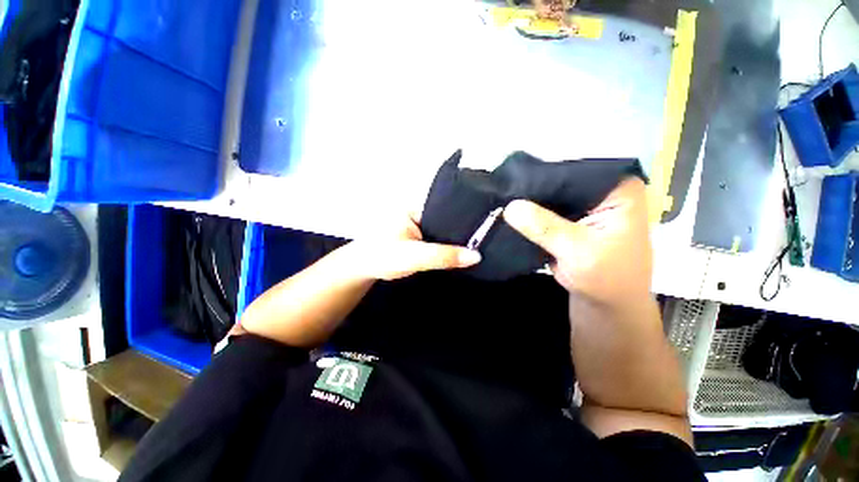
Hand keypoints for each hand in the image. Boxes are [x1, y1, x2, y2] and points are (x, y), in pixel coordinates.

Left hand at [347, 212, 481, 280]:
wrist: (362, 269)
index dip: (468, 213)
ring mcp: (418, 220)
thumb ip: (443, 256)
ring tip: (480, 241)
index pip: (448, 204)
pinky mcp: (417, 232)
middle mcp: (418, 208)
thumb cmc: (382, 257)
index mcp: (415, 205)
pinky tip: (460, 248)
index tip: (490, 223)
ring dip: (455, 236)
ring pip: (443, 227)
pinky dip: (447, 242)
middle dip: (464, 227)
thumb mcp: (414, 256)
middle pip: (448, 215)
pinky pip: (437, 234)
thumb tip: (476, 256)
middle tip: (488, 236)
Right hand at [503, 178, 651, 305]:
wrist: (606, 305)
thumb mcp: (577, 251)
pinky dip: (528, 215)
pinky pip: (544, 211)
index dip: (544, 173)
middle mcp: (600, 192)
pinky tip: (509, 213)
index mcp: (617, 190)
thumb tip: (510, 207)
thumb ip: (545, 227)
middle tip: (502, 190)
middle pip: (560, 181)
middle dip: (533, 188)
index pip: (574, 170)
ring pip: (549, 196)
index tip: (514, 179)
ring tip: (502, 199)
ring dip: (528, 202)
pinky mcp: (568, 220)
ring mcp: (583, 206)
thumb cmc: (606, 279)